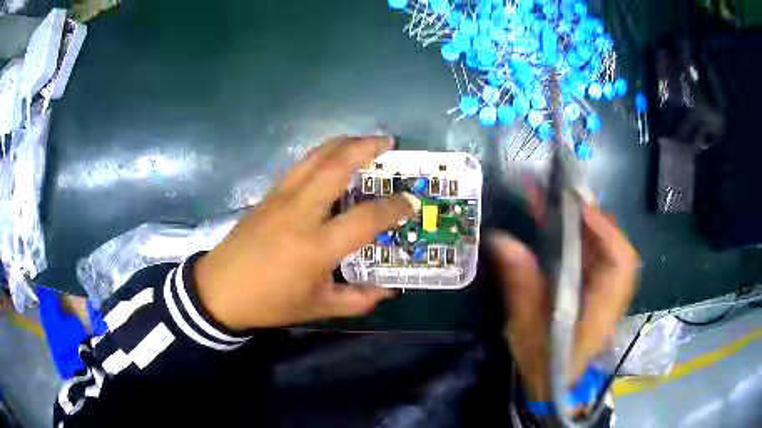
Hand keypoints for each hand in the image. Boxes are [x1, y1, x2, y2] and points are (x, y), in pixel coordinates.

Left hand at [194, 136, 416, 329]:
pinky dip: (320, 154)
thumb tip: (389, 292)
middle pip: (336, 167)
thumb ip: (357, 300)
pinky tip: (330, 156)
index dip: (393, 208)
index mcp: (316, 246)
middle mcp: (300, 213)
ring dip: (342, 143)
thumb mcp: (318, 308)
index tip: (410, 202)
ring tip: (363, 139)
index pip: (365, 218)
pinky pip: (299, 166)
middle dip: (366, 147)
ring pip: (315, 158)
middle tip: (388, 141)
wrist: (220, 290)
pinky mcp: (267, 195)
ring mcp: (281, 199)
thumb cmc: (270, 302)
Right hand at [490, 205, 638, 400]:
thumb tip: (501, 240)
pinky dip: (579, 238)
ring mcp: (607, 294)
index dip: (605, 230)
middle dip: (591, 218)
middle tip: (561, 196)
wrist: (555, 386)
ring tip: (555, 202)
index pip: (620, 263)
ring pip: (605, 250)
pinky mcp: (597, 292)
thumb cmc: (543, 365)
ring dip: (582, 224)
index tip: (578, 207)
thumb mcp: (526, 330)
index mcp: (601, 311)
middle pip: (616, 248)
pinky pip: (594, 258)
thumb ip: (521, 285)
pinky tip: (557, 225)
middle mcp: (612, 297)